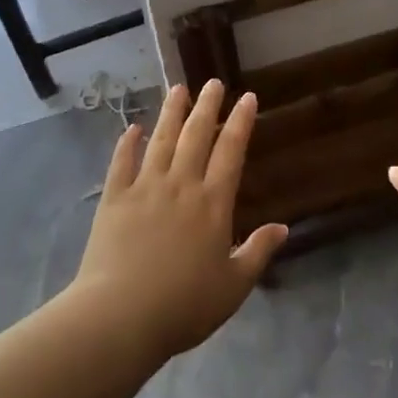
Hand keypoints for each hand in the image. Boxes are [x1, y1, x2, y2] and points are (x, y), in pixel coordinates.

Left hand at [71, 80, 286, 359]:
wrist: (121, 315)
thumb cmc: (184, 305)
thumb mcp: (234, 286)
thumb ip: (258, 253)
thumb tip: (283, 227)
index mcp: (212, 204)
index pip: (231, 152)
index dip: (240, 122)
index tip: (247, 97)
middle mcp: (180, 185)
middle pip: (196, 136)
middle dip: (207, 107)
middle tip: (213, 82)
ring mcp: (144, 188)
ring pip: (161, 140)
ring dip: (171, 113)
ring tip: (178, 89)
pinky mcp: (114, 198)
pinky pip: (121, 162)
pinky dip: (127, 143)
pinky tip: (133, 128)